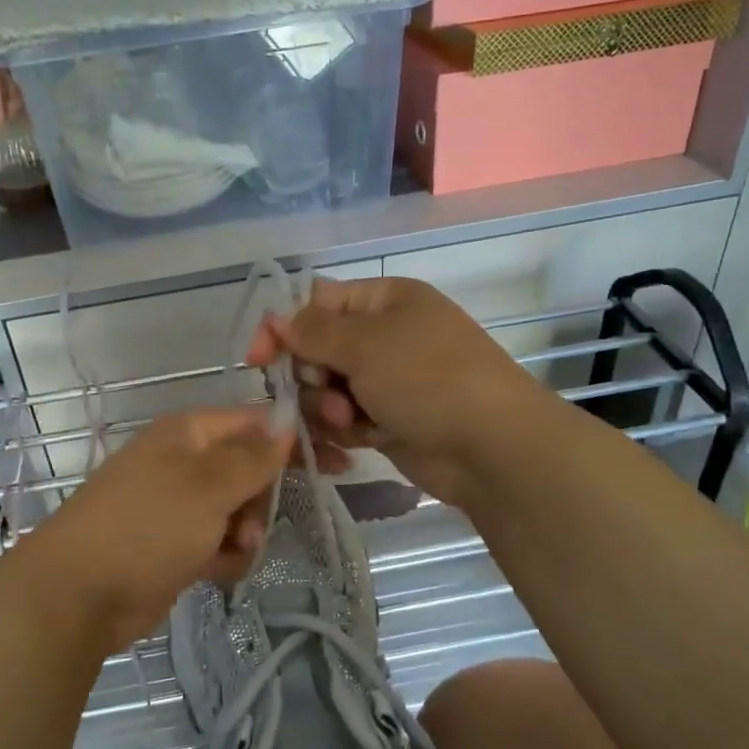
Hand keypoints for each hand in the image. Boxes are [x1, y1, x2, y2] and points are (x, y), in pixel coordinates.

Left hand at [14, 408, 293, 654]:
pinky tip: (219, 571)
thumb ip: (252, 458)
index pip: (254, 423)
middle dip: (262, 498)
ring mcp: (177, 505)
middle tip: (258, 524)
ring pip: (237, 509)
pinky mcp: (173, 544)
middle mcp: (184, 463)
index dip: (294, 439)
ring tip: (236, 552)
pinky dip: (224, 555)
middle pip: (248, 469)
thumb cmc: (147, 526)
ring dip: (246, 531)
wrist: (79, 594)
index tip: (338, 460)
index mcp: (188, 434)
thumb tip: (286, 424)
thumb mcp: (207, 487)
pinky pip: (218, 541)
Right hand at [247, 276, 537, 507]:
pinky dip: (345, 430)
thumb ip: (312, 332)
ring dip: (327, 408)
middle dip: (313, 376)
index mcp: (385, 300)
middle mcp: (385, 335)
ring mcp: (388, 380)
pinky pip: (346, 419)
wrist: (491, 447)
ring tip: (351, 423)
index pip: (317, 303)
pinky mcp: (389, 419)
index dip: (284, 328)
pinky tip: (359, 441)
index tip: (257, 360)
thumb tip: (276, 319)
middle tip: (328, 393)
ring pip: (327, 389)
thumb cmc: (429, 379)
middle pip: (317, 350)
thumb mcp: (366, 345)